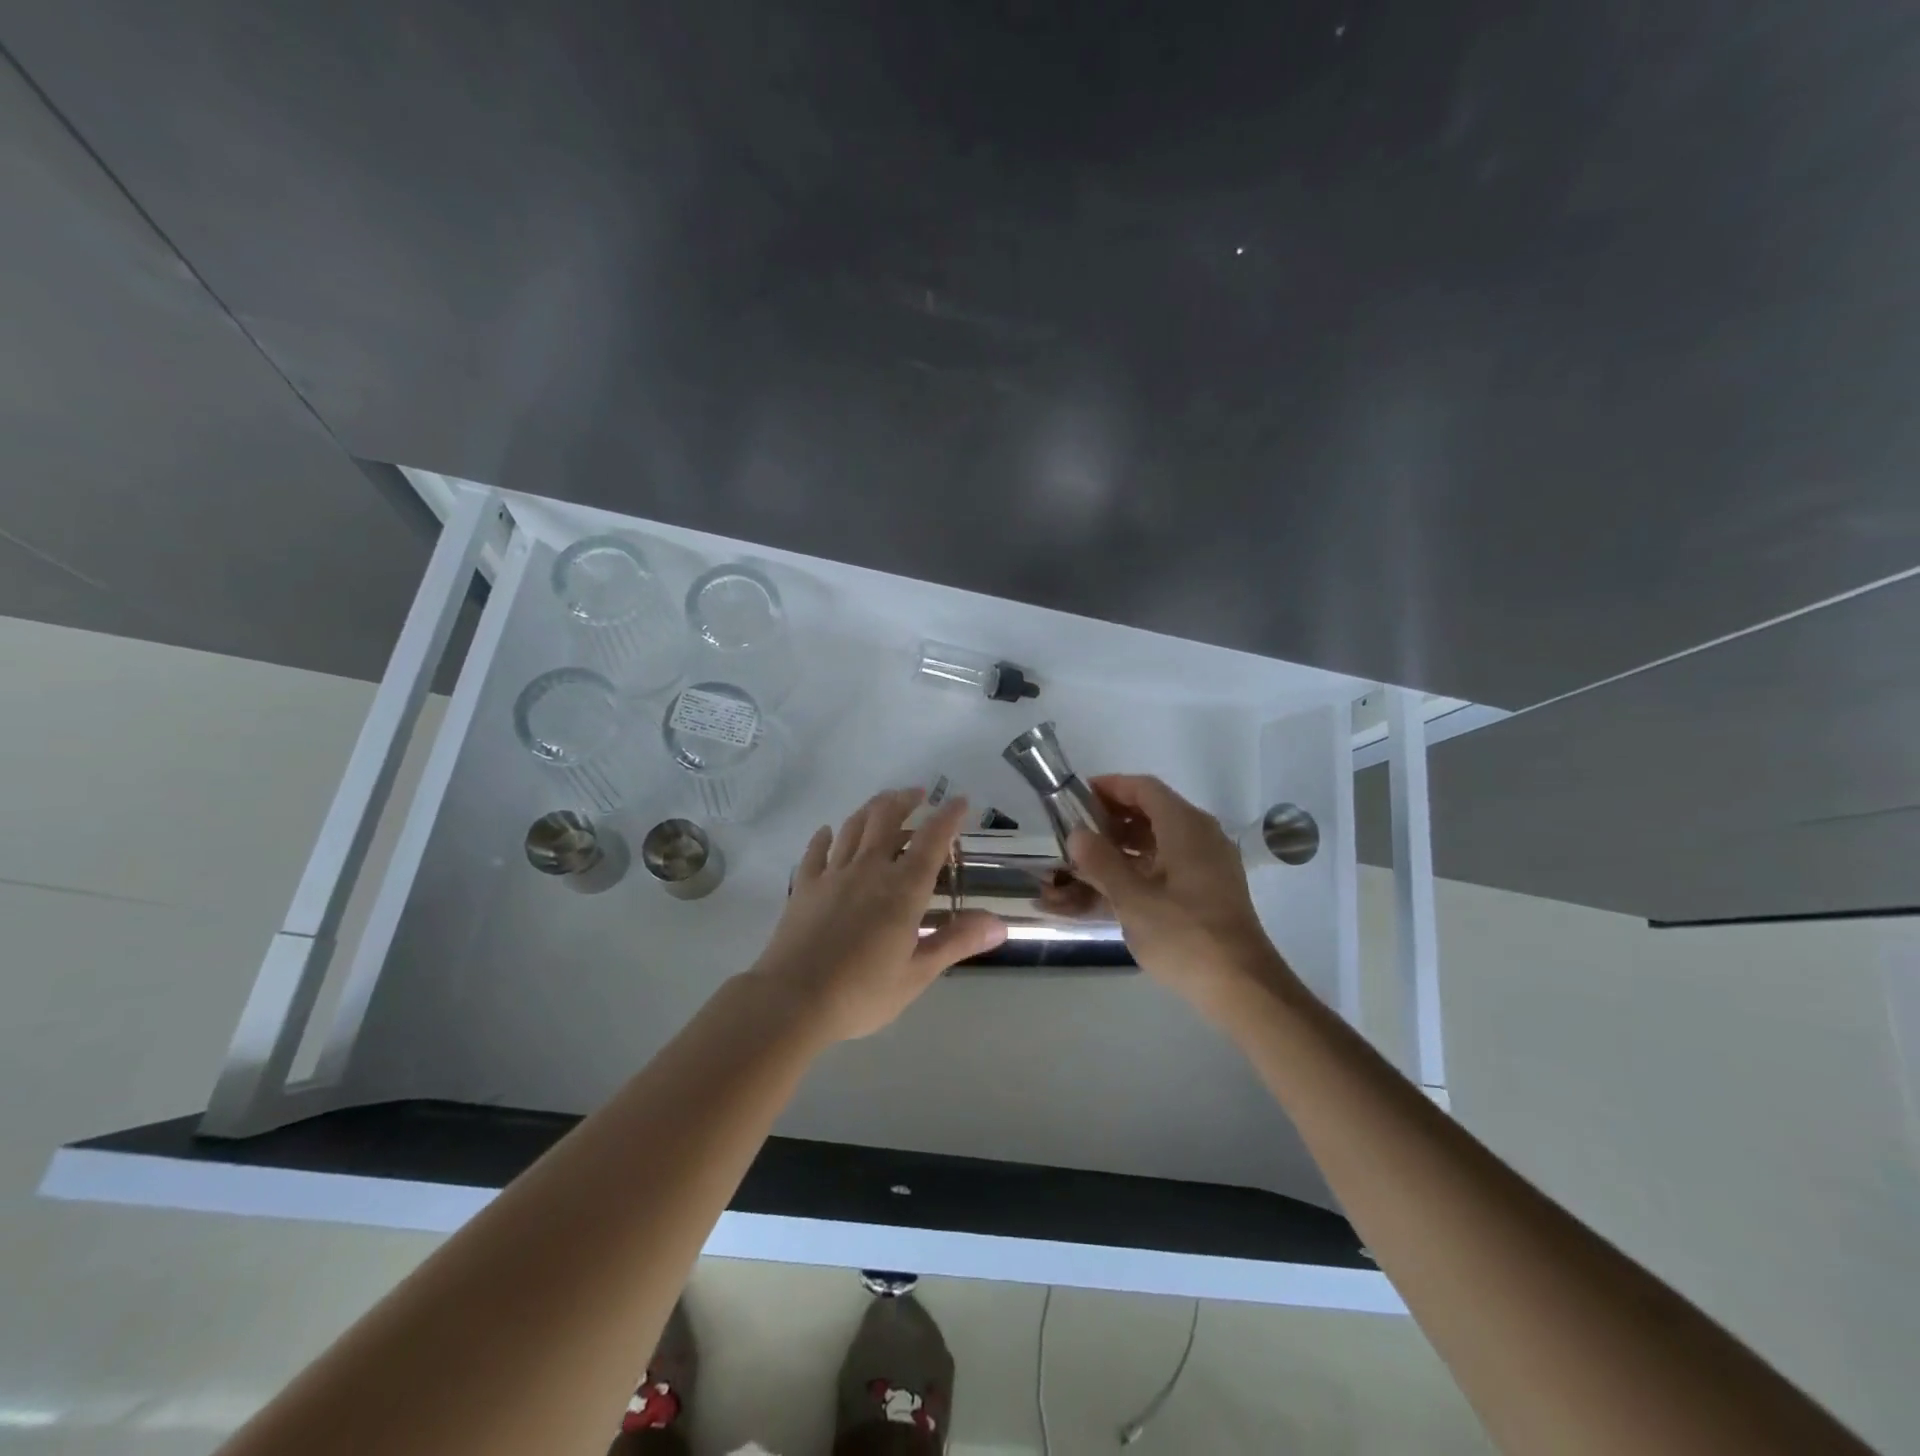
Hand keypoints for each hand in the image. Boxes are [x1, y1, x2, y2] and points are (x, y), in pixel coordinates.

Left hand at [750, 787, 1006, 1040]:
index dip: (948, 817)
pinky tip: (828, 832)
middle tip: (918, 794)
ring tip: (884, 803)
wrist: (792, 1000)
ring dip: (872, 809)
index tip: (959, 801)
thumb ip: (957, 942)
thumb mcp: (917, 974)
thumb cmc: (861, 992)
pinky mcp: (804, 886)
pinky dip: (825, 836)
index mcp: (902, 889)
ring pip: (854, 826)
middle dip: (905, 800)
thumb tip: (999, 924)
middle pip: (887, 818)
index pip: (932, 840)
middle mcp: (869, 869)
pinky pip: (817, 851)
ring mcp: (833, 874)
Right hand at [1065, 774, 1297, 1016]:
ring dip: (1123, 845)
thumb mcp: (1132, 899)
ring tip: (1085, 861)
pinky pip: (1170, 864)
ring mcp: (1209, 863)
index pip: (1144, 788)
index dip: (1109, 787)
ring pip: (1160, 840)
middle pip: (1152, 811)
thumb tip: (1077, 834)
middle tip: (1075, 832)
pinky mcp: (1210, 889)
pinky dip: (1141, 867)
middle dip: (1112, 818)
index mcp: (1186, 827)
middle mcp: (1201, 836)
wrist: (1242, 986)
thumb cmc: (1184, 935)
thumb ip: (1101, 862)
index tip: (1076, 796)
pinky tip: (1112, 888)